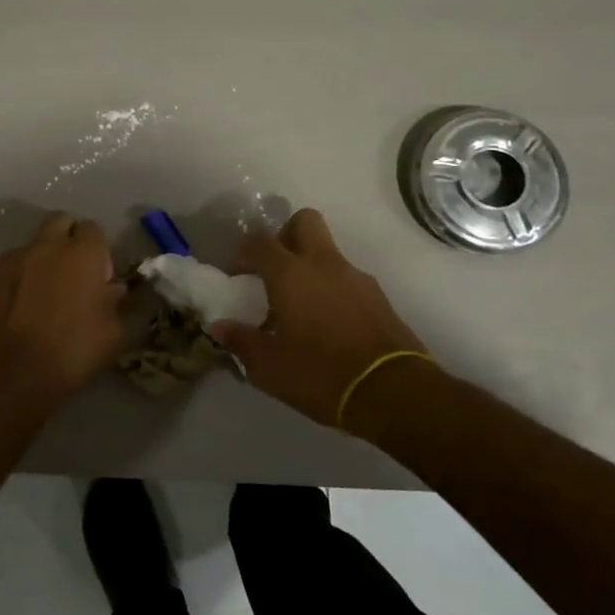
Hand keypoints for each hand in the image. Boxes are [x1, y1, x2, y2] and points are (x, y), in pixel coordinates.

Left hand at [0, 213, 126, 403]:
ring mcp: (16, 257)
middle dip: (69, 237)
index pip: (94, 229)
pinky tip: (21, 303)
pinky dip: (20, 275)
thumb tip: (114, 289)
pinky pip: (11, 264)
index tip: (99, 275)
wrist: (16, 372)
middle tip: (73, 271)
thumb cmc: (75, 351)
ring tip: (45, 291)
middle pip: (61, 221)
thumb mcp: (117, 333)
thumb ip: (120, 304)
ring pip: (34, 243)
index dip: (98, 250)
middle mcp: (49, 245)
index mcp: (84, 253)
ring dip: (43, 257)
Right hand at [212, 208, 429, 427]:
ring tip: (299, 309)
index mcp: (291, 274)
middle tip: (273, 270)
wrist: (394, 392)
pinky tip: (326, 325)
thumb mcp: (268, 366)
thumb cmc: (320, 374)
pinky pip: (347, 279)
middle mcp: (324, 264)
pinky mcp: (379, 298)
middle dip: (285, 235)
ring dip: (310, 267)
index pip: (259, 242)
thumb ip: (241, 341)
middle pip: (303, 221)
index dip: (242, 253)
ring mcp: (356, 278)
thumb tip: (221, 327)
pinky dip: (332, 290)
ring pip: (328, 252)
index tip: (236, 277)